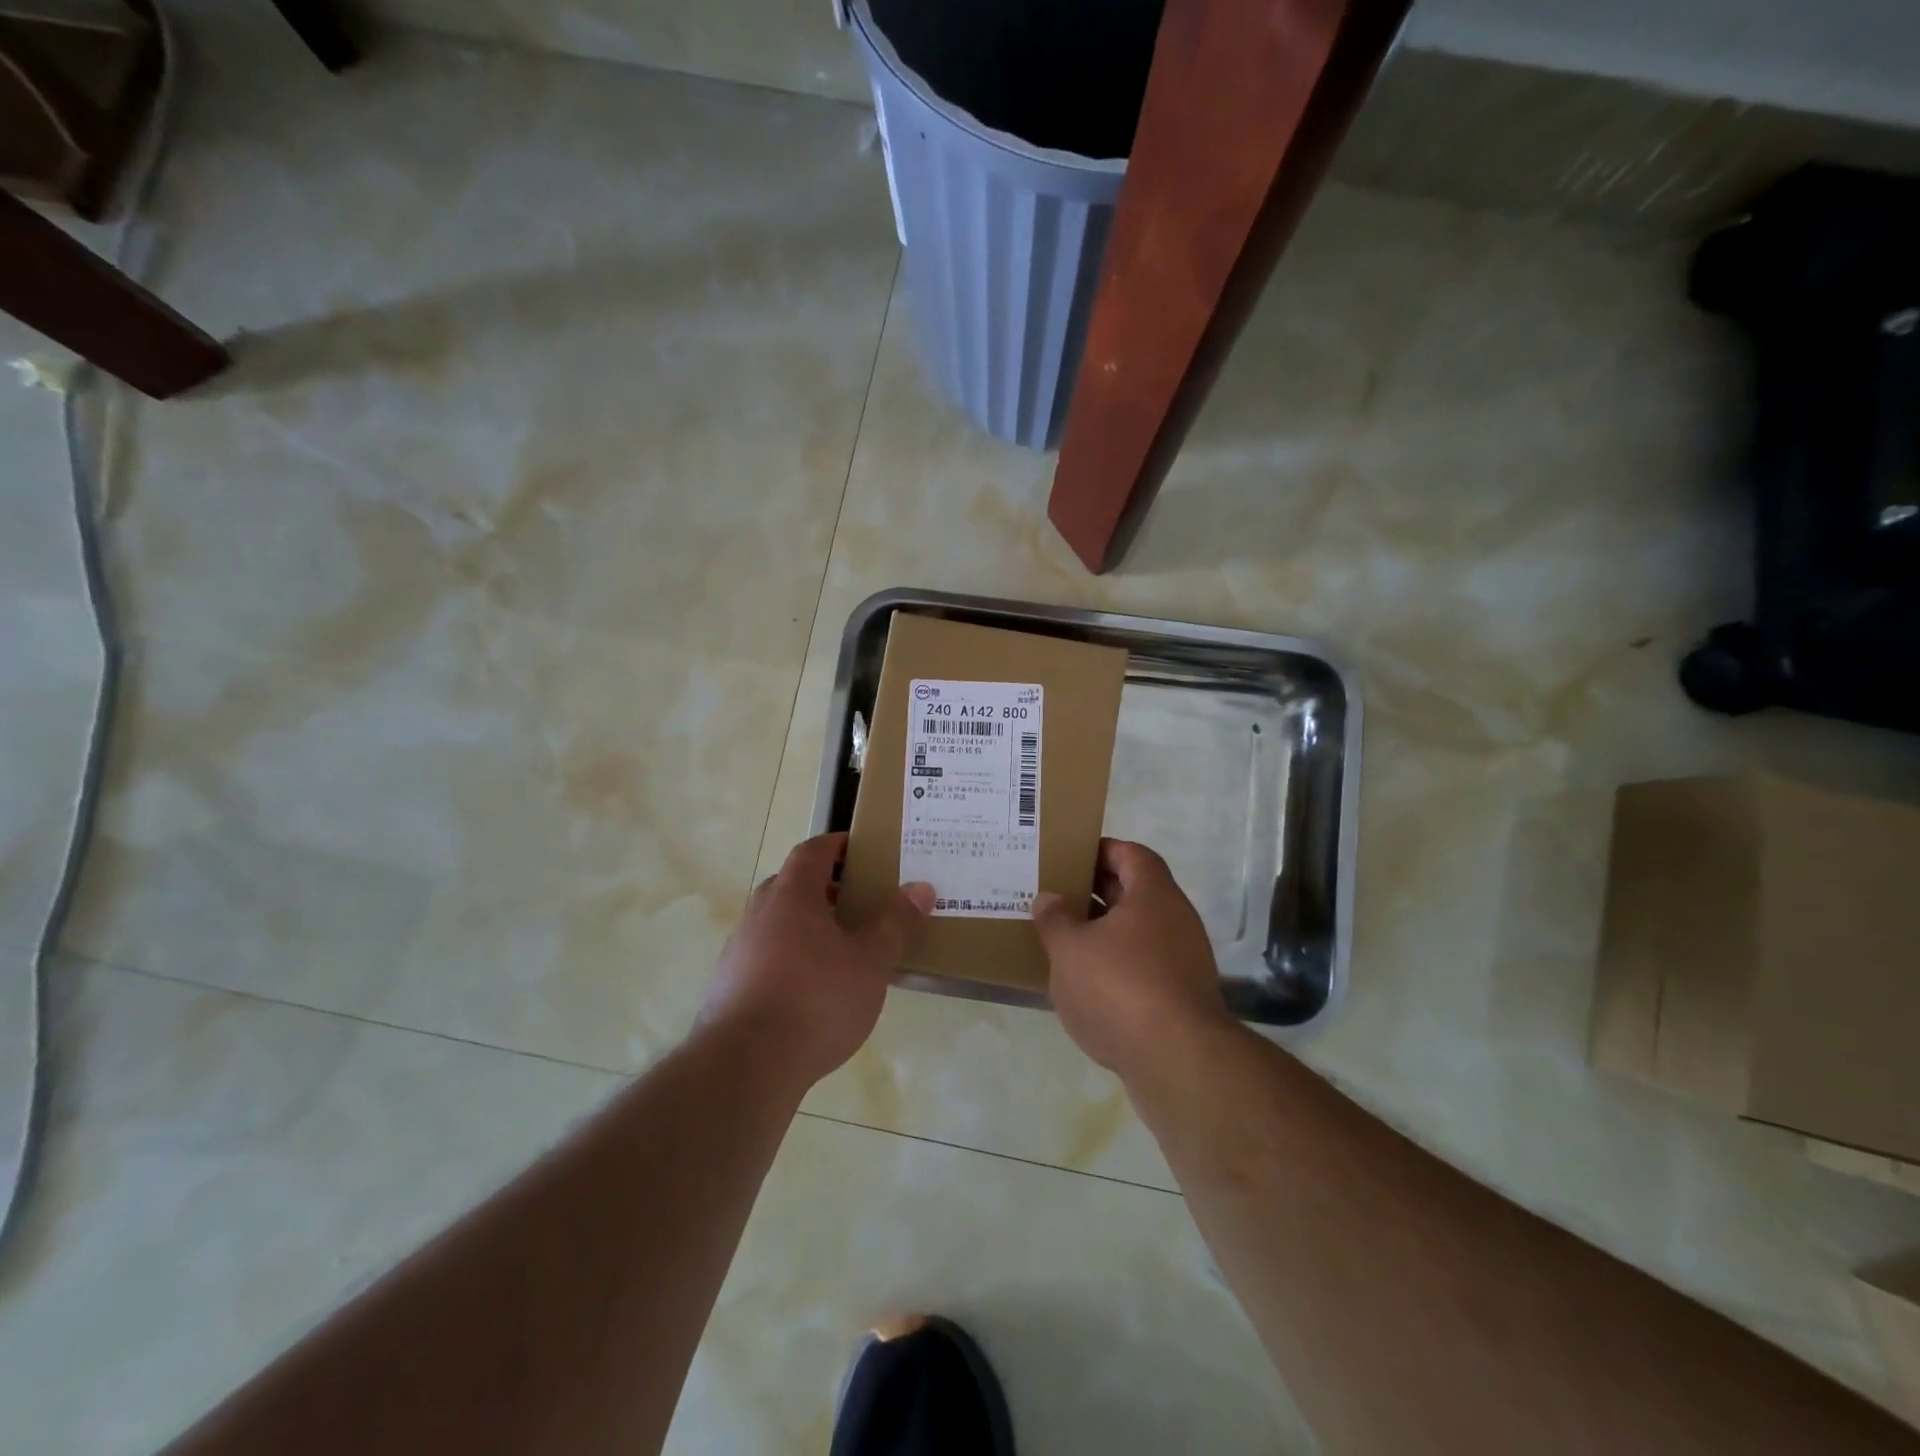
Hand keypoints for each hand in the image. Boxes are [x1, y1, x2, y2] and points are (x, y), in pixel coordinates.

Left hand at [698, 833, 933, 1089]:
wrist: (744, 1066)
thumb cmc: (815, 999)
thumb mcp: (870, 961)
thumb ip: (895, 923)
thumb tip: (921, 887)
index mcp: (792, 895)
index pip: (812, 851)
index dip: (836, 845)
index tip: (860, 849)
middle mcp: (759, 913)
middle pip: (791, 884)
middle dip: (824, 887)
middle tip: (858, 900)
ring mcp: (738, 950)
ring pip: (776, 922)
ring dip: (806, 924)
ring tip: (841, 947)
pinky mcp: (728, 986)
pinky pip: (765, 955)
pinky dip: (790, 957)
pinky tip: (811, 989)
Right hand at [1033, 839, 1235, 1079]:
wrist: (1177, 1061)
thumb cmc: (1119, 987)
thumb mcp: (1070, 949)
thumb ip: (1055, 919)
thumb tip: (1048, 898)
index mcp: (1154, 895)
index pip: (1132, 854)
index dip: (1103, 850)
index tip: (1071, 856)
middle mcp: (1176, 920)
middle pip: (1136, 893)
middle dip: (1096, 892)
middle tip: (1057, 895)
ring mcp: (1183, 961)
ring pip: (1138, 933)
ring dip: (1104, 933)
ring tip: (1063, 940)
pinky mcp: (1181, 998)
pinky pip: (1144, 967)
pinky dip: (1117, 967)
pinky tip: (1086, 984)